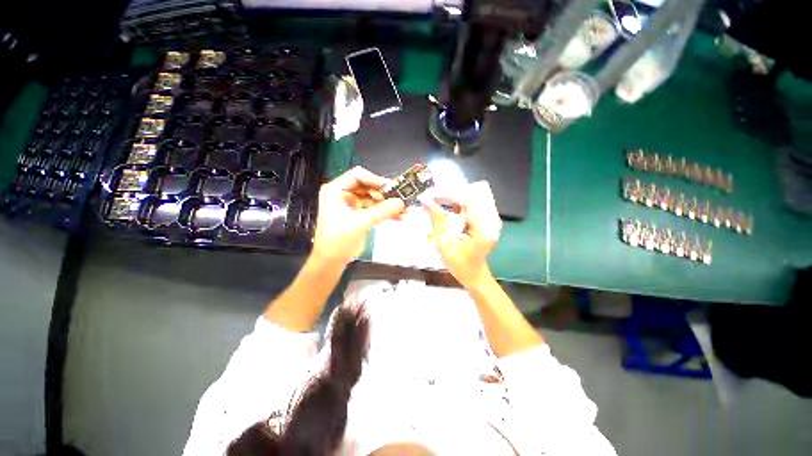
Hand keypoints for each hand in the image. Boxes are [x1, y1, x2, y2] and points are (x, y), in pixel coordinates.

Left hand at [312, 167, 404, 265]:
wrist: (331, 261)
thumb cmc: (337, 241)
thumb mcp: (360, 223)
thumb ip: (381, 211)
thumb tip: (400, 203)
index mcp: (336, 190)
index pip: (358, 176)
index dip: (375, 180)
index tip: (391, 187)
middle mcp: (343, 194)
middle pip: (368, 187)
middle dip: (385, 194)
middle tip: (401, 198)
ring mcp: (352, 204)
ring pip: (374, 198)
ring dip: (388, 204)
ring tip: (404, 210)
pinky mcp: (358, 214)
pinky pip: (374, 209)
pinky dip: (385, 212)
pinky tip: (398, 216)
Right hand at [423, 181, 501, 287]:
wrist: (474, 275)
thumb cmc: (459, 264)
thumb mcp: (444, 244)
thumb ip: (437, 220)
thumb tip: (426, 201)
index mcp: (484, 227)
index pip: (468, 199)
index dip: (449, 194)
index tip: (432, 196)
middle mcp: (492, 219)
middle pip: (472, 193)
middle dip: (452, 194)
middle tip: (435, 199)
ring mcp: (492, 218)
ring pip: (473, 196)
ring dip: (456, 198)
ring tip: (439, 203)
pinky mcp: (488, 219)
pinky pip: (475, 203)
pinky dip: (461, 203)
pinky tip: (449, 209)